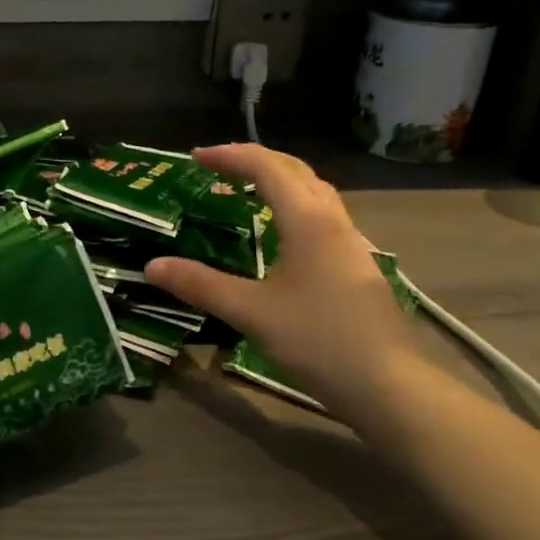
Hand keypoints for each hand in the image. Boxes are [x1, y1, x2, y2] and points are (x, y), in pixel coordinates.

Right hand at [144, 144, 418, 418]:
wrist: (387, 383)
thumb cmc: (317, 340)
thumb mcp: (250, 311)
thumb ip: (200, 285)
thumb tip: (152, 265)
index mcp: (307, 220)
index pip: (267, 168)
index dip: (229, 156)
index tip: (195, 157)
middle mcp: (333, 220)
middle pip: (295, 170)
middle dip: (255, 159)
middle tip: (217, 166)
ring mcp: (350, 242)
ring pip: (314, 191)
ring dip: (278, 179)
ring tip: (245, 189)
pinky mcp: (356, 264)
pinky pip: (321, 214)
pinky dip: (293, 204)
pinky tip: (280, 232)